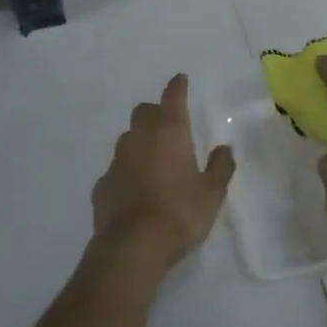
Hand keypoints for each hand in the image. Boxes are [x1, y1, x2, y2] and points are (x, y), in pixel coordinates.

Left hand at [91, 74, 234, 269]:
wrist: (133, 247)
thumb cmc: (180, 213)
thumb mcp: (212, 193)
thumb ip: (220, 167)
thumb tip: (224, 148)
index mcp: (170, 134)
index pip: (173, 99)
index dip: (177, 87)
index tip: (180, 79)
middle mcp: (140, 139)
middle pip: (143, 112)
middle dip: (155, 112)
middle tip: (168, 123)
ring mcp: (117, 162)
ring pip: (127, 139)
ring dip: (139, 140)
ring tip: (153, 157)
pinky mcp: (102, 185)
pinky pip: (116, 169)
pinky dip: (127, 171)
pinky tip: (135, 188)